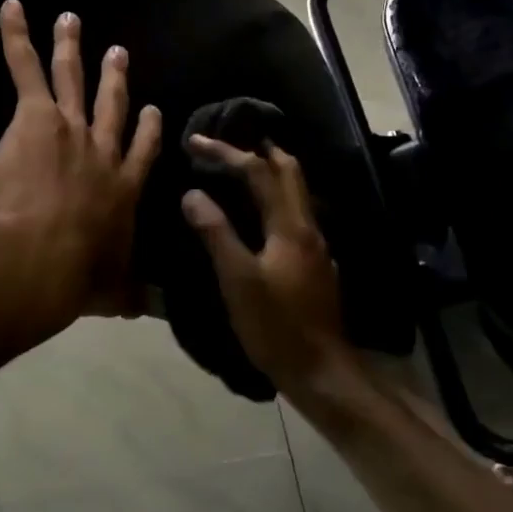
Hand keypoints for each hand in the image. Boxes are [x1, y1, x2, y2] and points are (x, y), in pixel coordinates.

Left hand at [0, 0, 162, 333]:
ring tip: (71, 19)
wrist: (41, 259)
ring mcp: (71, 128)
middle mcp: (103, 150)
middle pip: (113, 106)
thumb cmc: (76, 277)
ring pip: (74, 78)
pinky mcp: (36, 117)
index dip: (148, 128)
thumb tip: (137, 309)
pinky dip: (16, 37)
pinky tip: (11, 8)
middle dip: (115, 77)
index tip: (152, 109)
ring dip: (72, 46)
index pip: (141, 150)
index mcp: (123, 187)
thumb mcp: (109, 290)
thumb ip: (123, 294)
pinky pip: (25, 68)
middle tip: (117, 52)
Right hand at [181, 137, 357, 395]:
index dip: (228, 152)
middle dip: (259, 149)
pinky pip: (294, 214)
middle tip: (228, 141)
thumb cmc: (275, 326)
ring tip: (239, 168)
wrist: (320, 370)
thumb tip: (192, 193)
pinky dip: (274, 198)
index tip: (196, 141)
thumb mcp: (238, 281)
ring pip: (296, 192)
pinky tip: (258, 214)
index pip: (260, 172)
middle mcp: (308, 227)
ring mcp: (316, 246)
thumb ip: (216, 234)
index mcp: (290, 226)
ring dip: (270, 171)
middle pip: (290, 171)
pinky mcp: (314, 263)